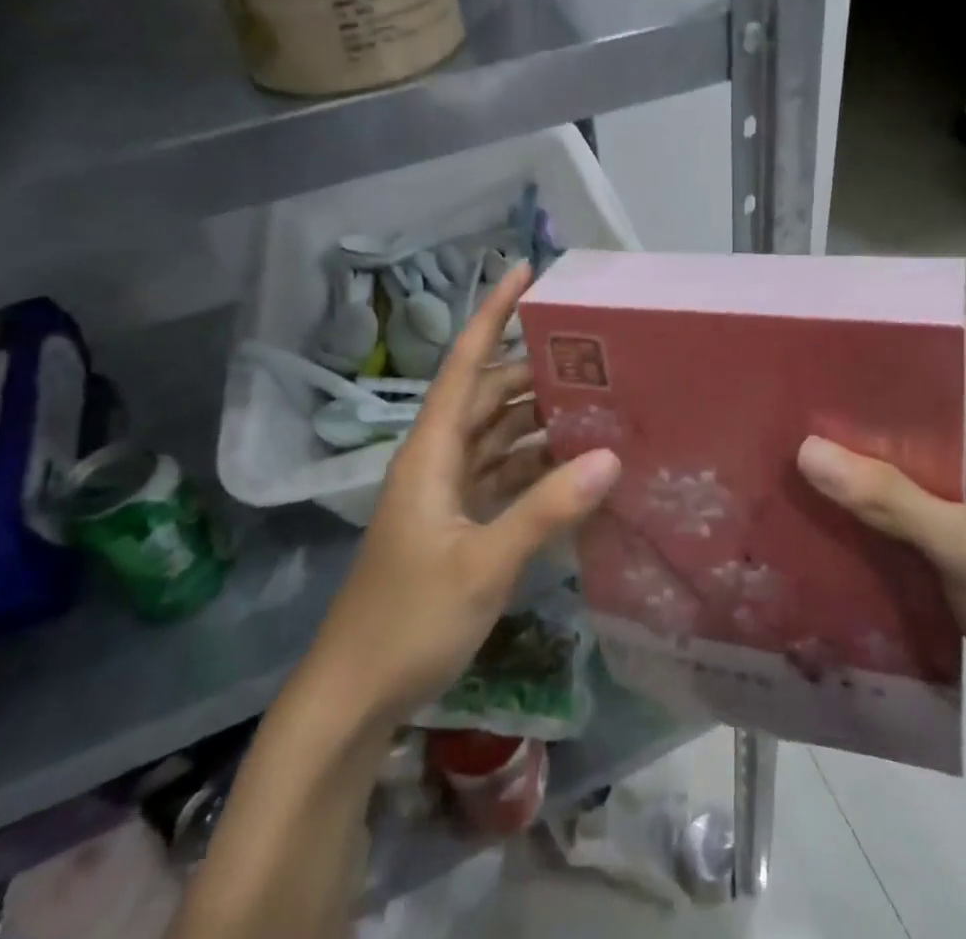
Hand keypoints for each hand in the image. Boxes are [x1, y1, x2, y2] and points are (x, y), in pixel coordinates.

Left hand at [306, 263, 620, 724]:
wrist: (354, 695)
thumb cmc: (408, 620)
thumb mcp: (484, 563)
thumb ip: (546, 509)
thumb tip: (610, 456)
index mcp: (432, 450)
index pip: (466, 362)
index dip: (493, 312)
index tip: (526, 270)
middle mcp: (439, 458)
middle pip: (490, 394)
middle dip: (534, 367)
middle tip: (593, 350)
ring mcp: (447, 492)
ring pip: (499, 434)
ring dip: (539, 417)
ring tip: (597, 400)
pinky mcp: (458, 523)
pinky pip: (503, 474)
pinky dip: (536, 464)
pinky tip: (576, 466)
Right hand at [796, 316, 965, 734]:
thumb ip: (887, 497)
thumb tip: (807, 450)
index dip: (942, 326)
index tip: (877, 324)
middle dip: (908, 367)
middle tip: (840, 358)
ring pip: (951, 418)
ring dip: (901, 412)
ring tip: (835, 396)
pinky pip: (942, 458)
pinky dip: (903, 453)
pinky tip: (853, 454)